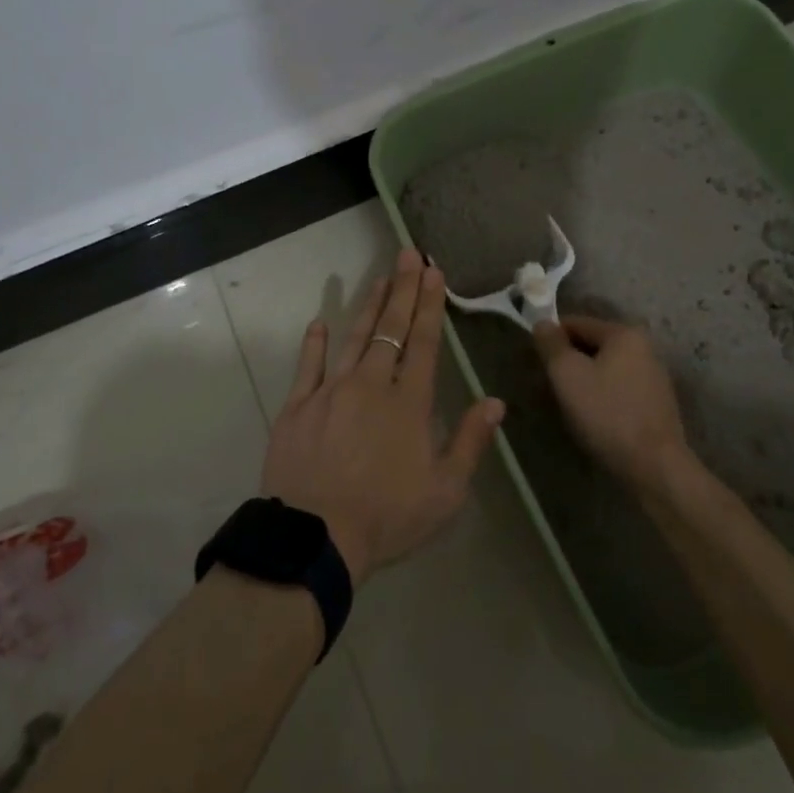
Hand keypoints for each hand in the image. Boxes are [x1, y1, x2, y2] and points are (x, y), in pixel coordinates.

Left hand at [261, 249, 503, 585]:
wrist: (316, 538)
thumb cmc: (387, 517)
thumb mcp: (445, 491)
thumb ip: (470, 442)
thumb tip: (495, 402)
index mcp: (408, 403)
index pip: (424, 342)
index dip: (430, 305)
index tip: (433, 272)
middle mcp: (371, 385)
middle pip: (391, 329)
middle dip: (403, 290)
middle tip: (409, 254)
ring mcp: (330, 392)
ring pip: (354, 338)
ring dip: (369, 306)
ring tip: (381, 278)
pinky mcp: (297, 406)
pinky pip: (307, 366)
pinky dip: (314, 343)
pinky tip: (319, 322)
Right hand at [532, 316, 690, 491]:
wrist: (654, 467)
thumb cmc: (606, 413)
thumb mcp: (567, 374)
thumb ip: (551, 344)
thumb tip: (542, 323)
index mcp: (624, 334)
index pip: (576, 323)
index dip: (551, 338)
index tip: (536, 361)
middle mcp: (644, 348)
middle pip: (592, 345)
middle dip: (568, 361)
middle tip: (549, 386)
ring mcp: (654, 377)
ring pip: (605, 368)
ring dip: (584, 380)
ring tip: (569, 405)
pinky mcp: (656, 404)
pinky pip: (619, 388)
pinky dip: (602, 396)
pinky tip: (594, 418)